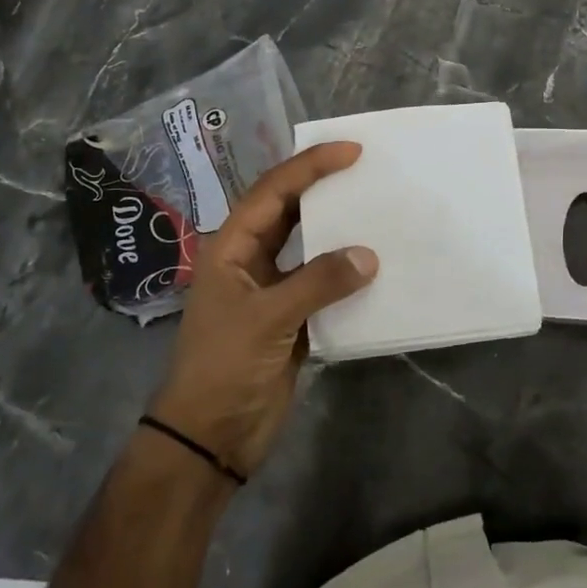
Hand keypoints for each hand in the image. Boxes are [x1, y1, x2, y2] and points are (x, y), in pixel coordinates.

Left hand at [147, 142, 376, 478]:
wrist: (210, 436)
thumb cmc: (223, 366)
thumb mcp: (267, 318)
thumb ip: (318, 282)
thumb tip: (369, 256)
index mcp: (232, 247)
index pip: (273, 191)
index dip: (309, 166)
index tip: (351, 151)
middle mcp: (251, 259)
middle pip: (289, 210)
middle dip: (323, 186)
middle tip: (366, 168)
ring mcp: (272, 288)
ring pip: (308, 244)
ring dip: (337, 228)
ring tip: (376, 206)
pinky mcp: (291, 317)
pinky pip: (323, 282)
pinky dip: (346, 271)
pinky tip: (375, 264)